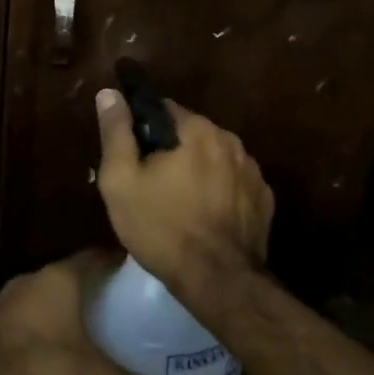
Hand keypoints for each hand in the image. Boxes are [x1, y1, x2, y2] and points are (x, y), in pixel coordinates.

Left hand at [0, 251, 197, 374]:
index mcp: (59, 278)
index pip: (98, 256)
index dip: (123, 267)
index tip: (148, 283)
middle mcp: (30, 281)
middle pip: (73, 279)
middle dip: (100, 294)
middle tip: (131, 316)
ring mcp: (4, 306)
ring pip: (48, 302)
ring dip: (70, 316)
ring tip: (101, 340)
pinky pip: (27, 325)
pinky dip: (46, 336)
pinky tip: (61, 362)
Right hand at [93, 89, 272, 292]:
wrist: (218, 281)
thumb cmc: (161, 227)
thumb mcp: (121, 180)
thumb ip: (116, 131)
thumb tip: (109, 93)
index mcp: (197, 129)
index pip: (163, 109)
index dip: (143, 129)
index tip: (133, 155)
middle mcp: (230, 139)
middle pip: (190, 134)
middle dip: (172, 150)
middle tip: (152, 184)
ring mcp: (252, 170)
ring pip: (214, 158)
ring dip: (198, 169)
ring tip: (179, 203)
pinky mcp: (264, 199)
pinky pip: (234, 182)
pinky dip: (220, 191)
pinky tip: (206, 216)